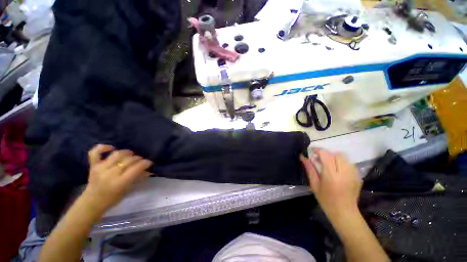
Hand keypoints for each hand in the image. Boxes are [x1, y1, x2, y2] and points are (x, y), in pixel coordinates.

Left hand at [82, 144, 152, 214]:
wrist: (92, 202)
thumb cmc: (113, 199)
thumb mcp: (128, 190)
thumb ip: (138, 178)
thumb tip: (148, 170)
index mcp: (120, 182)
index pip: (136, 167)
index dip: (145, 163)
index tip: (149, 163)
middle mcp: (110, 174)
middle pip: (128, 160)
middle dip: (138, 158)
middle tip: (140, 161)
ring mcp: (100, 168)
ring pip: (117, 154)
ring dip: (127, 153)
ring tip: (130, 155)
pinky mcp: (93, 165)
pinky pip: (95, 152)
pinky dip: (103, 148)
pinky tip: (111, 148)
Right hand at [300, 148, 361, 219]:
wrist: (344, 213)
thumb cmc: (326, 200)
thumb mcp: (314, 184)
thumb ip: (309, 169)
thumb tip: (303, 157)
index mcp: (332, 175)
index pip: (326, 155)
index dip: (318, 150)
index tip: (312, 151)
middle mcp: (344, 173)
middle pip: (336, 154)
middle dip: (327, 154)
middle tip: (320, 160)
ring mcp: (354, 174)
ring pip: (344, 158)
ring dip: (334, 158)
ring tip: (329, 165)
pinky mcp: (358, 177)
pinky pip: (349, 163)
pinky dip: (342, 163)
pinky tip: (337, 171)